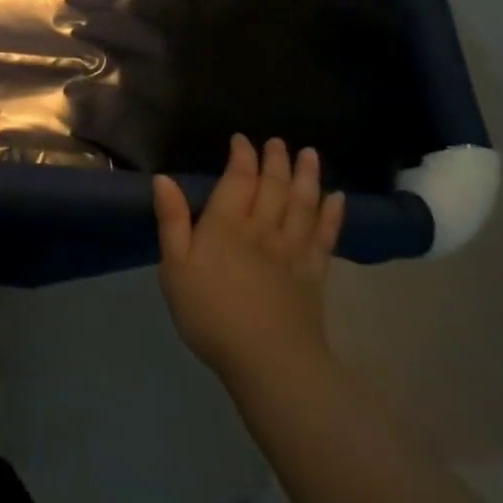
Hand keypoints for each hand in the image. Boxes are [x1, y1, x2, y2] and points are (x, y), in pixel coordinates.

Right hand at [153, 135, 344, 380]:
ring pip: (303, 205)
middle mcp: (263, 229)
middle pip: (274, 186)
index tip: (242, 139)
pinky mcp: (313, 275)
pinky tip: (338, 199)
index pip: (238, 179)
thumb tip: (164, 179)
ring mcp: (292, 251)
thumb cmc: (211, 314)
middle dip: (275, 161)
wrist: (268, 362)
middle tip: (278, 142)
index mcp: (226, 225)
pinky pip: (325, 237)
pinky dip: (332, 215)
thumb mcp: (175, 268)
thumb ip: (172, 222)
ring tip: (310, 155)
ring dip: (307, 177)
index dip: (242, 156)